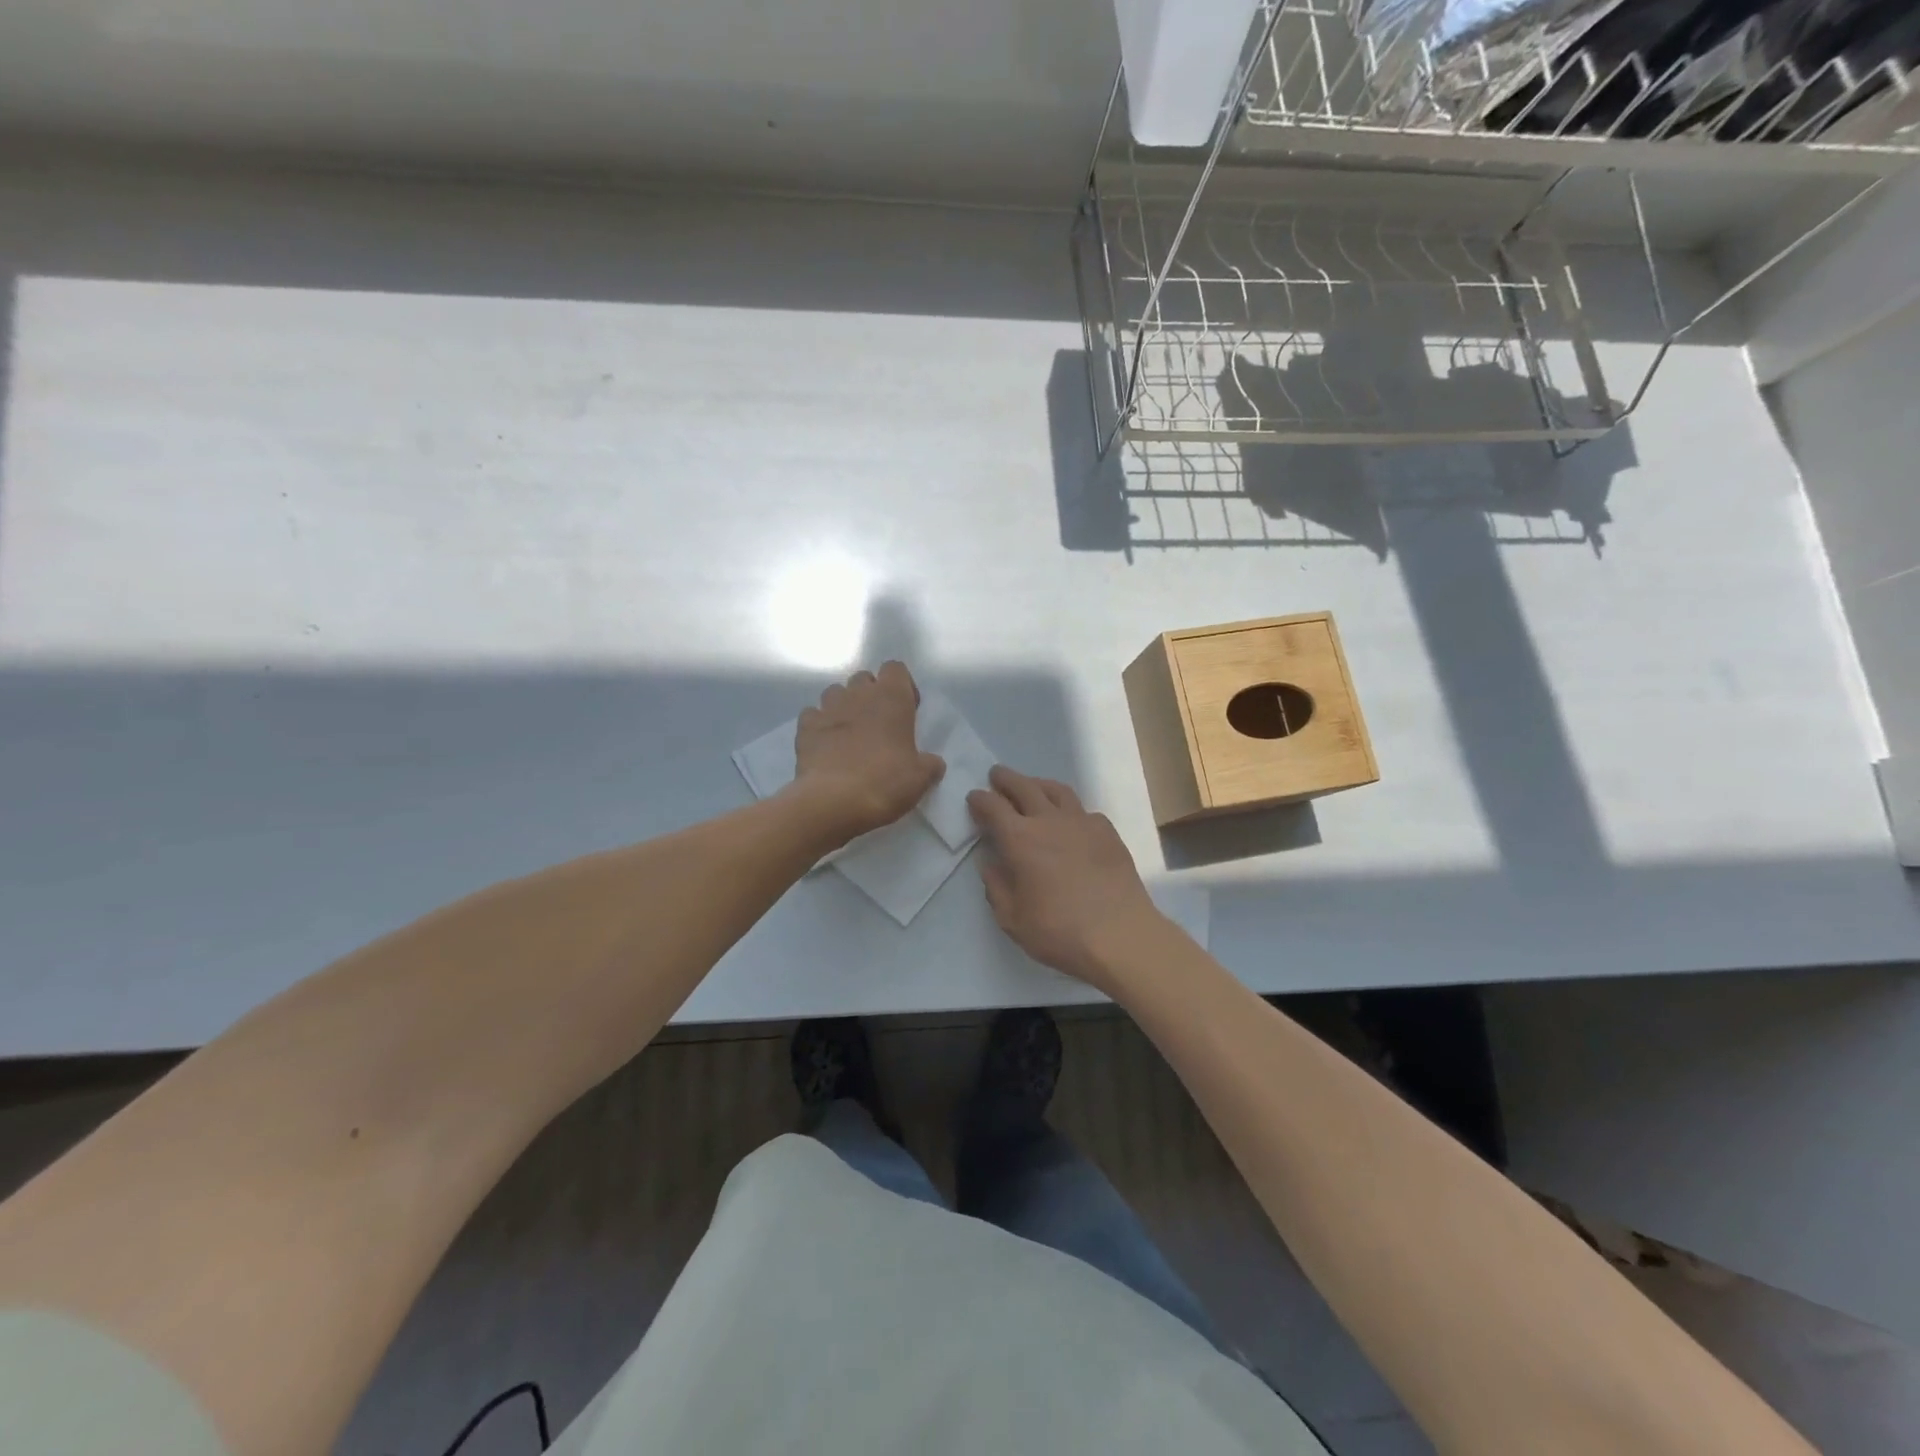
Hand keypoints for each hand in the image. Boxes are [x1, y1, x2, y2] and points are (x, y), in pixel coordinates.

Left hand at [791, 662, 945, 844]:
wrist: (834, 801)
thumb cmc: (885, 782)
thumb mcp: (920, 778)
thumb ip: (929, 764)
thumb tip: (932, 763)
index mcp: (891, 698)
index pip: (895, 668)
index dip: (902, 686)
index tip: (906, 711)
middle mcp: (858, 694)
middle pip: (864, 678)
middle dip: (871, 695)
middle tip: (878, 724)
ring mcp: (828, 708)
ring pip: (835, 692)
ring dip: (844, 707)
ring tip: (850, 734)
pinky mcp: (805, 727)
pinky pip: (812, 715)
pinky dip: (819, 725)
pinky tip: (825, 745)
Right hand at [967, 765, 1166, 992]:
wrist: (1120, 934)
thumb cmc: (1059, 931)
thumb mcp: (1012, 919)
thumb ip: (997, 887)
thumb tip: (991, 864)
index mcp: (1020, 839)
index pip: (993, 806)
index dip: (980, 799)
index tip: (974, 798)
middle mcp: (1049, 821)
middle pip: (1024, 787)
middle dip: (1006, 779)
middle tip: (997, 776)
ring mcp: (1082, 822)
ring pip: (1056, 790)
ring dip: (1038, 784)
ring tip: (1032, 787)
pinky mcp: (1107, 832)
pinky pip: (1083, 810)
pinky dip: (1068, 809)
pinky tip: (1069, 821)